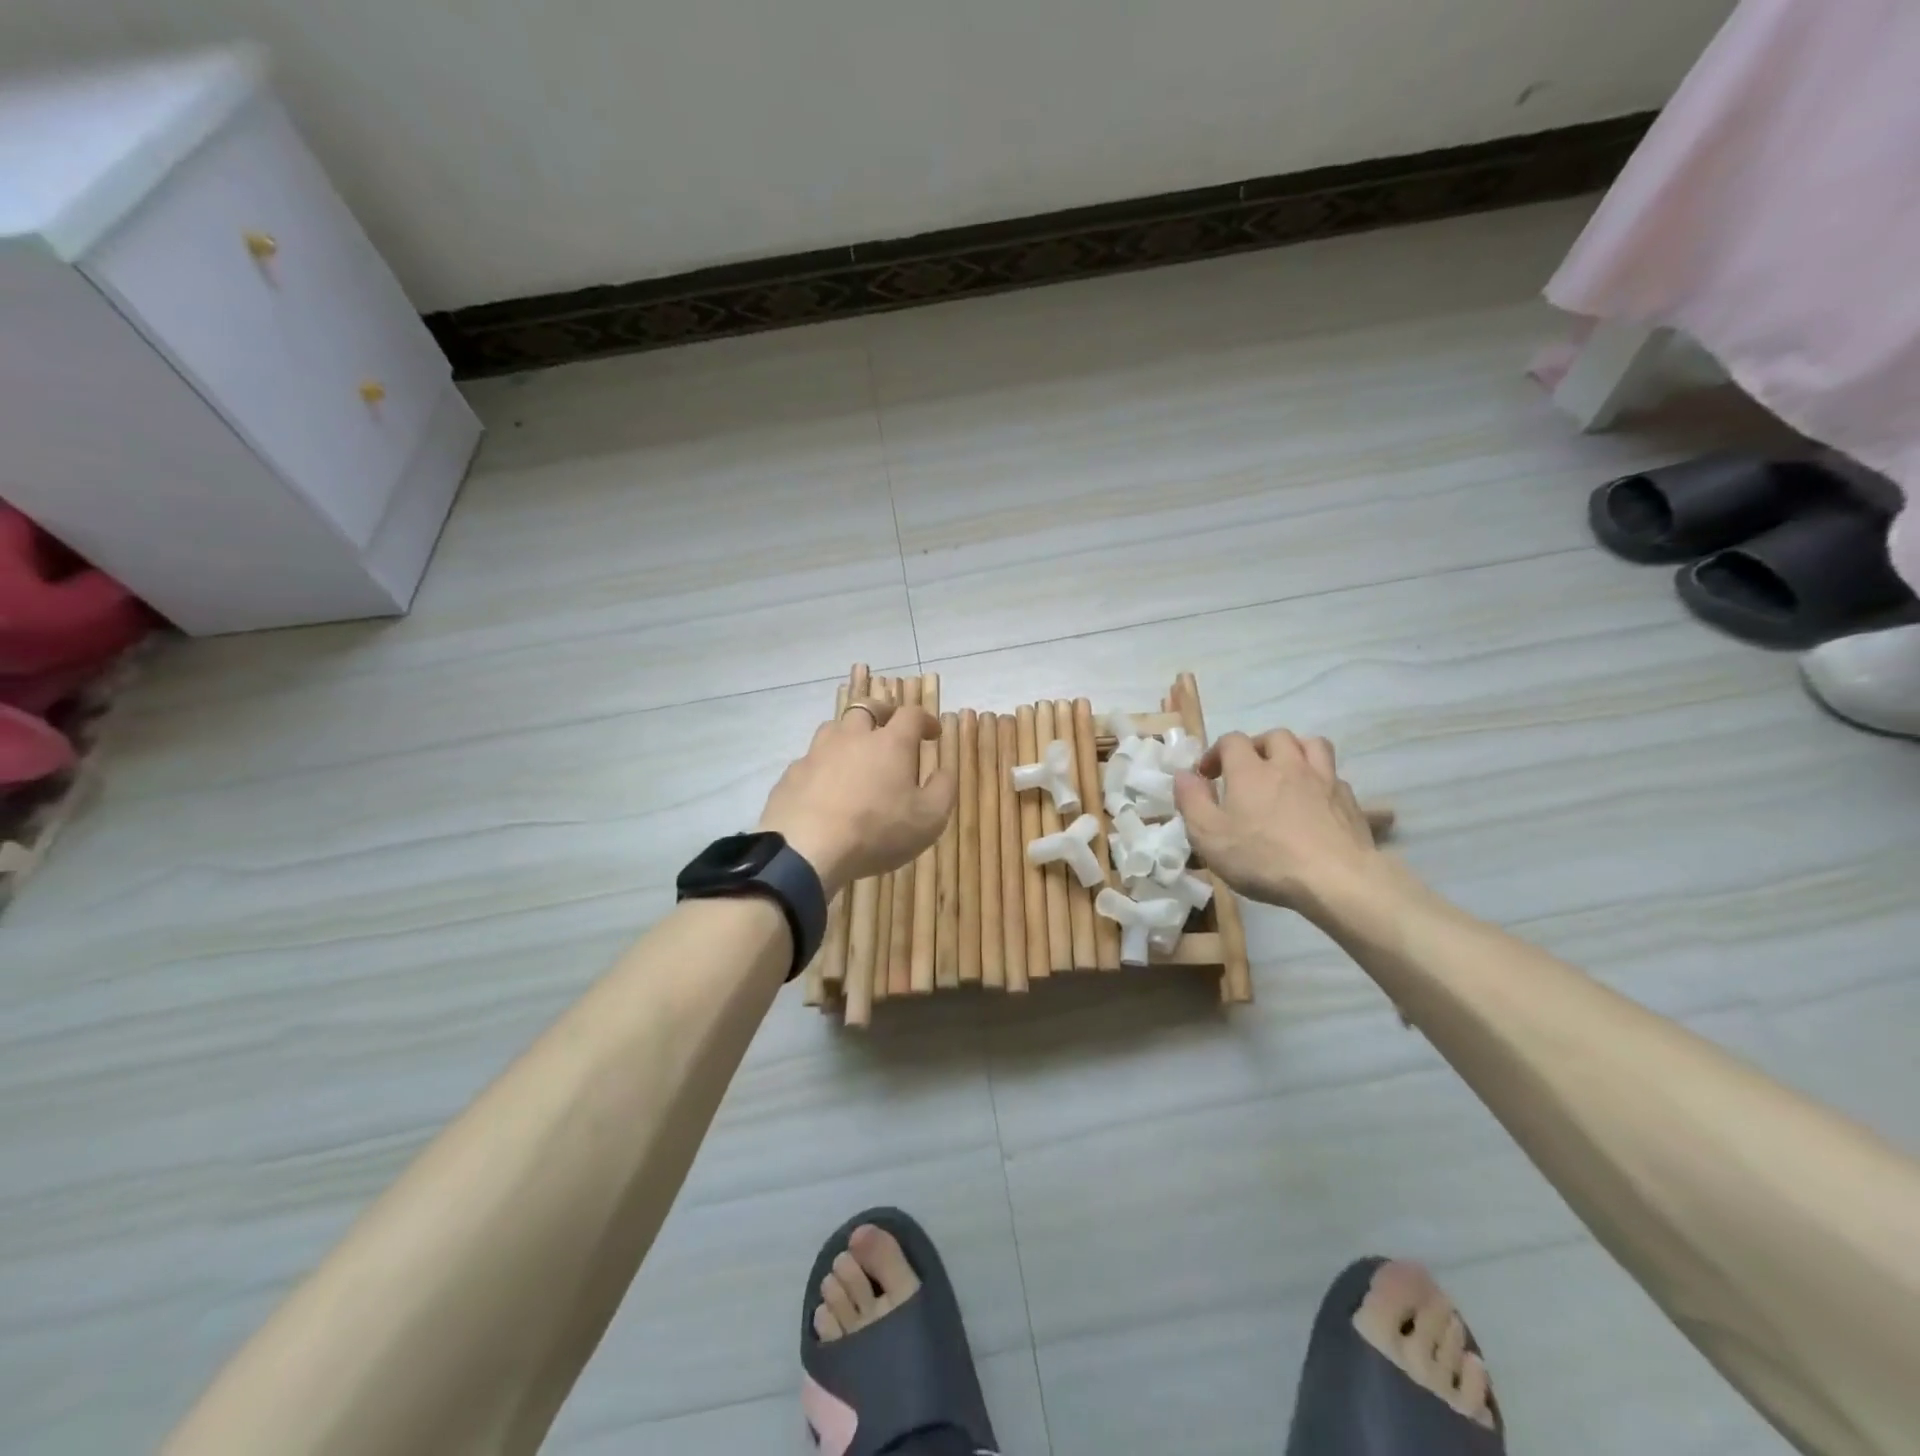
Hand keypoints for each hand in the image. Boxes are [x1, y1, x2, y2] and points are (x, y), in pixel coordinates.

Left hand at [758, 697, 956, 895]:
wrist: (806, 849)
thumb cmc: (877, 831)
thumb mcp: (929, 819)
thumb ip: (943, 789)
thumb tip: (945, 770)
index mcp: (890, 743)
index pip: (911, 715)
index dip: (925, 719)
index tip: (932, 732)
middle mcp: (852, 737)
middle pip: (867, 708)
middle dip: (882, 713)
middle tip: (890, 728)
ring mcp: (817, 753)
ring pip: (834, 728)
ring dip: (849, 734)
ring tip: (855, 753)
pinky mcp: (792, 774)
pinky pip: (810, 759)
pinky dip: (823, 765)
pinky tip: (825, 787)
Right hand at [1174, 730, 1391, 917]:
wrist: (1336, 880)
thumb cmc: (1264, 858)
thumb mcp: (1209, 836)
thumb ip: (1191, 801)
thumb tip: (1183, 774)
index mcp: (1250, 771)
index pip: (1231, 740)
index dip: (1216, 752)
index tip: (1207, 776)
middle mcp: (1288, 765)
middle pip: (1274, 736)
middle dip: (1257, 746)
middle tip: (1247, 770)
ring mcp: (1324, 780)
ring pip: (1312, 745)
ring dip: (1295, 751)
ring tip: (1286, 771)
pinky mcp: (1350, 801)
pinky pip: (1334, 777)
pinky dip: (1320, 781)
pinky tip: (1315, 802)